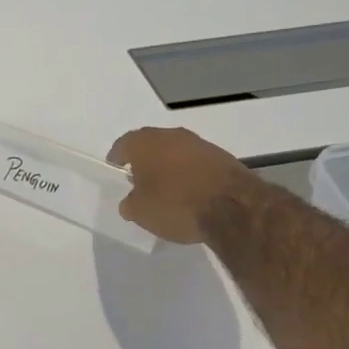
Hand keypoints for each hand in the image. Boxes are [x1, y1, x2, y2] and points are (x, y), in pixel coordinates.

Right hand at [106, 126, 258, 244]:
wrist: (233, 206)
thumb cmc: (175, 204)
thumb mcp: (141, 213)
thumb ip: (130, 204)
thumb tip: (130, 201)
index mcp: (144, 143)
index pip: (123, 145)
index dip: (117, 158)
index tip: (116, 169)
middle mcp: (170, 135)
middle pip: (151, 145)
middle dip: (145, 160)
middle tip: (140, 180)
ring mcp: (199, 143)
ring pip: (176, 151)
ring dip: (170, 166)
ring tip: (168, 188)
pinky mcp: (222, 155)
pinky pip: (197, 162)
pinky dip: (191, 173)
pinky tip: (192, 192)